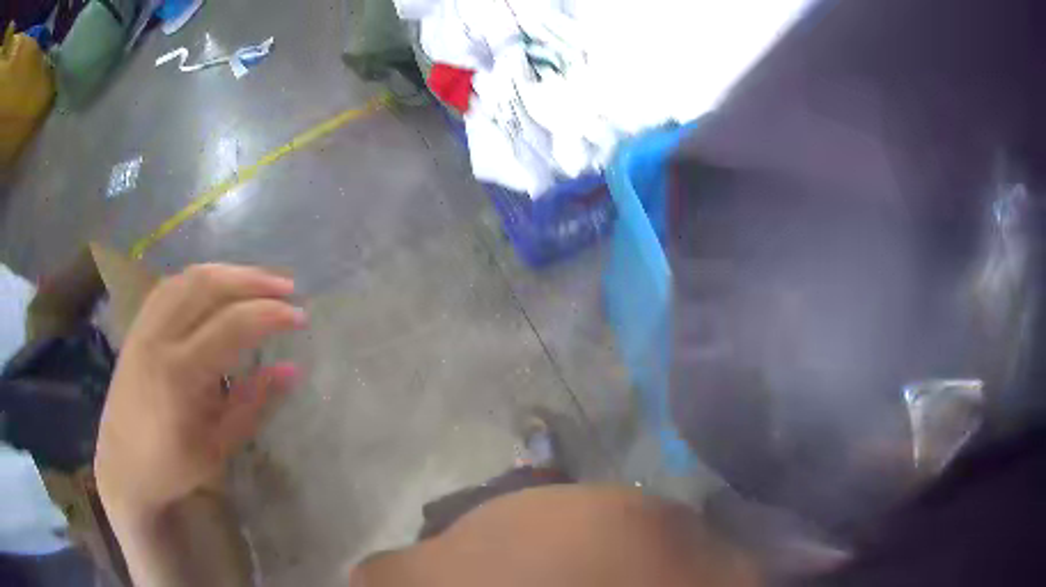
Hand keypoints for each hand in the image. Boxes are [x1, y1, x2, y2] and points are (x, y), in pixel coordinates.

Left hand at [95, 264, 305, 516]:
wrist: (122, 467)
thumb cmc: (172, 466)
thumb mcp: (219, 446)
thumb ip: (254, 403)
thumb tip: (292, 369)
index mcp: (179, 374)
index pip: (232, 325)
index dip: (270, 314)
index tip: (300, 317)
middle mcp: (158, 337)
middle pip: (208, 285)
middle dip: (252, 280)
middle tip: (287, 288)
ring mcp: (143, 327)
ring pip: (187, 277)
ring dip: (227, 272)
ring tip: (257, 281)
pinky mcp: (136, 327)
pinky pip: (169, 287)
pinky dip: (198, 279)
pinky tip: (215, 286)